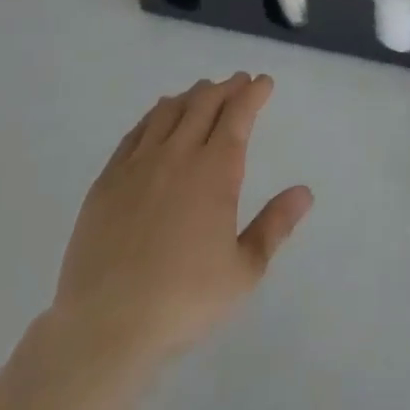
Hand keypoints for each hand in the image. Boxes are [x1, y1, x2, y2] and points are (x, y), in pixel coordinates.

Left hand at [51, 73, 313, 372]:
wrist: (104, 327)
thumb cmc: (183, 300)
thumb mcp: (244, 270)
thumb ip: (275, 226)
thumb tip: (305, 192)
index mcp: (215, 172)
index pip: (238, 115)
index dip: (253, 94)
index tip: (264, 82)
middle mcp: (177, 156)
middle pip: (203, 104)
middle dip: (225, 87)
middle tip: (239, 82)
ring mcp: (137, 166)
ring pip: (168, 112)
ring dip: (191, 96)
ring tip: (202, 93)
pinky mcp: (106, 181)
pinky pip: (135, 133)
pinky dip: (154, 116)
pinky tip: (158, 117)